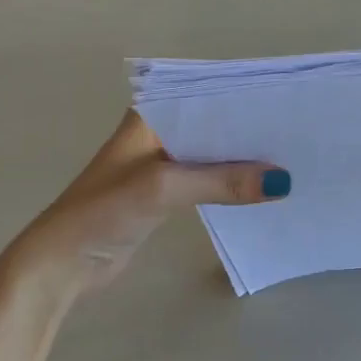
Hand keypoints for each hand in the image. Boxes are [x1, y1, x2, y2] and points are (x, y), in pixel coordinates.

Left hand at [0, 111, 287, 303]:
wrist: (61, 266)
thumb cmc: (103, 212)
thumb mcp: (164, 188)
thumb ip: (221, 181)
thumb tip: (283, 182)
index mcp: (150, 115)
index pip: (204, 94)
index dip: (243, 96)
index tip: (286, 101)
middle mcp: (158, 132)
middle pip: (213, 124)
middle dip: (250, 129)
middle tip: (299, 131)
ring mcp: (162, 164)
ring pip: (213, 153)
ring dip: (243, 159)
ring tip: (292, 156)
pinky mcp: (166, 194)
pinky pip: (208, 179)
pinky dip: (231, 183)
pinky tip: (263, 187)